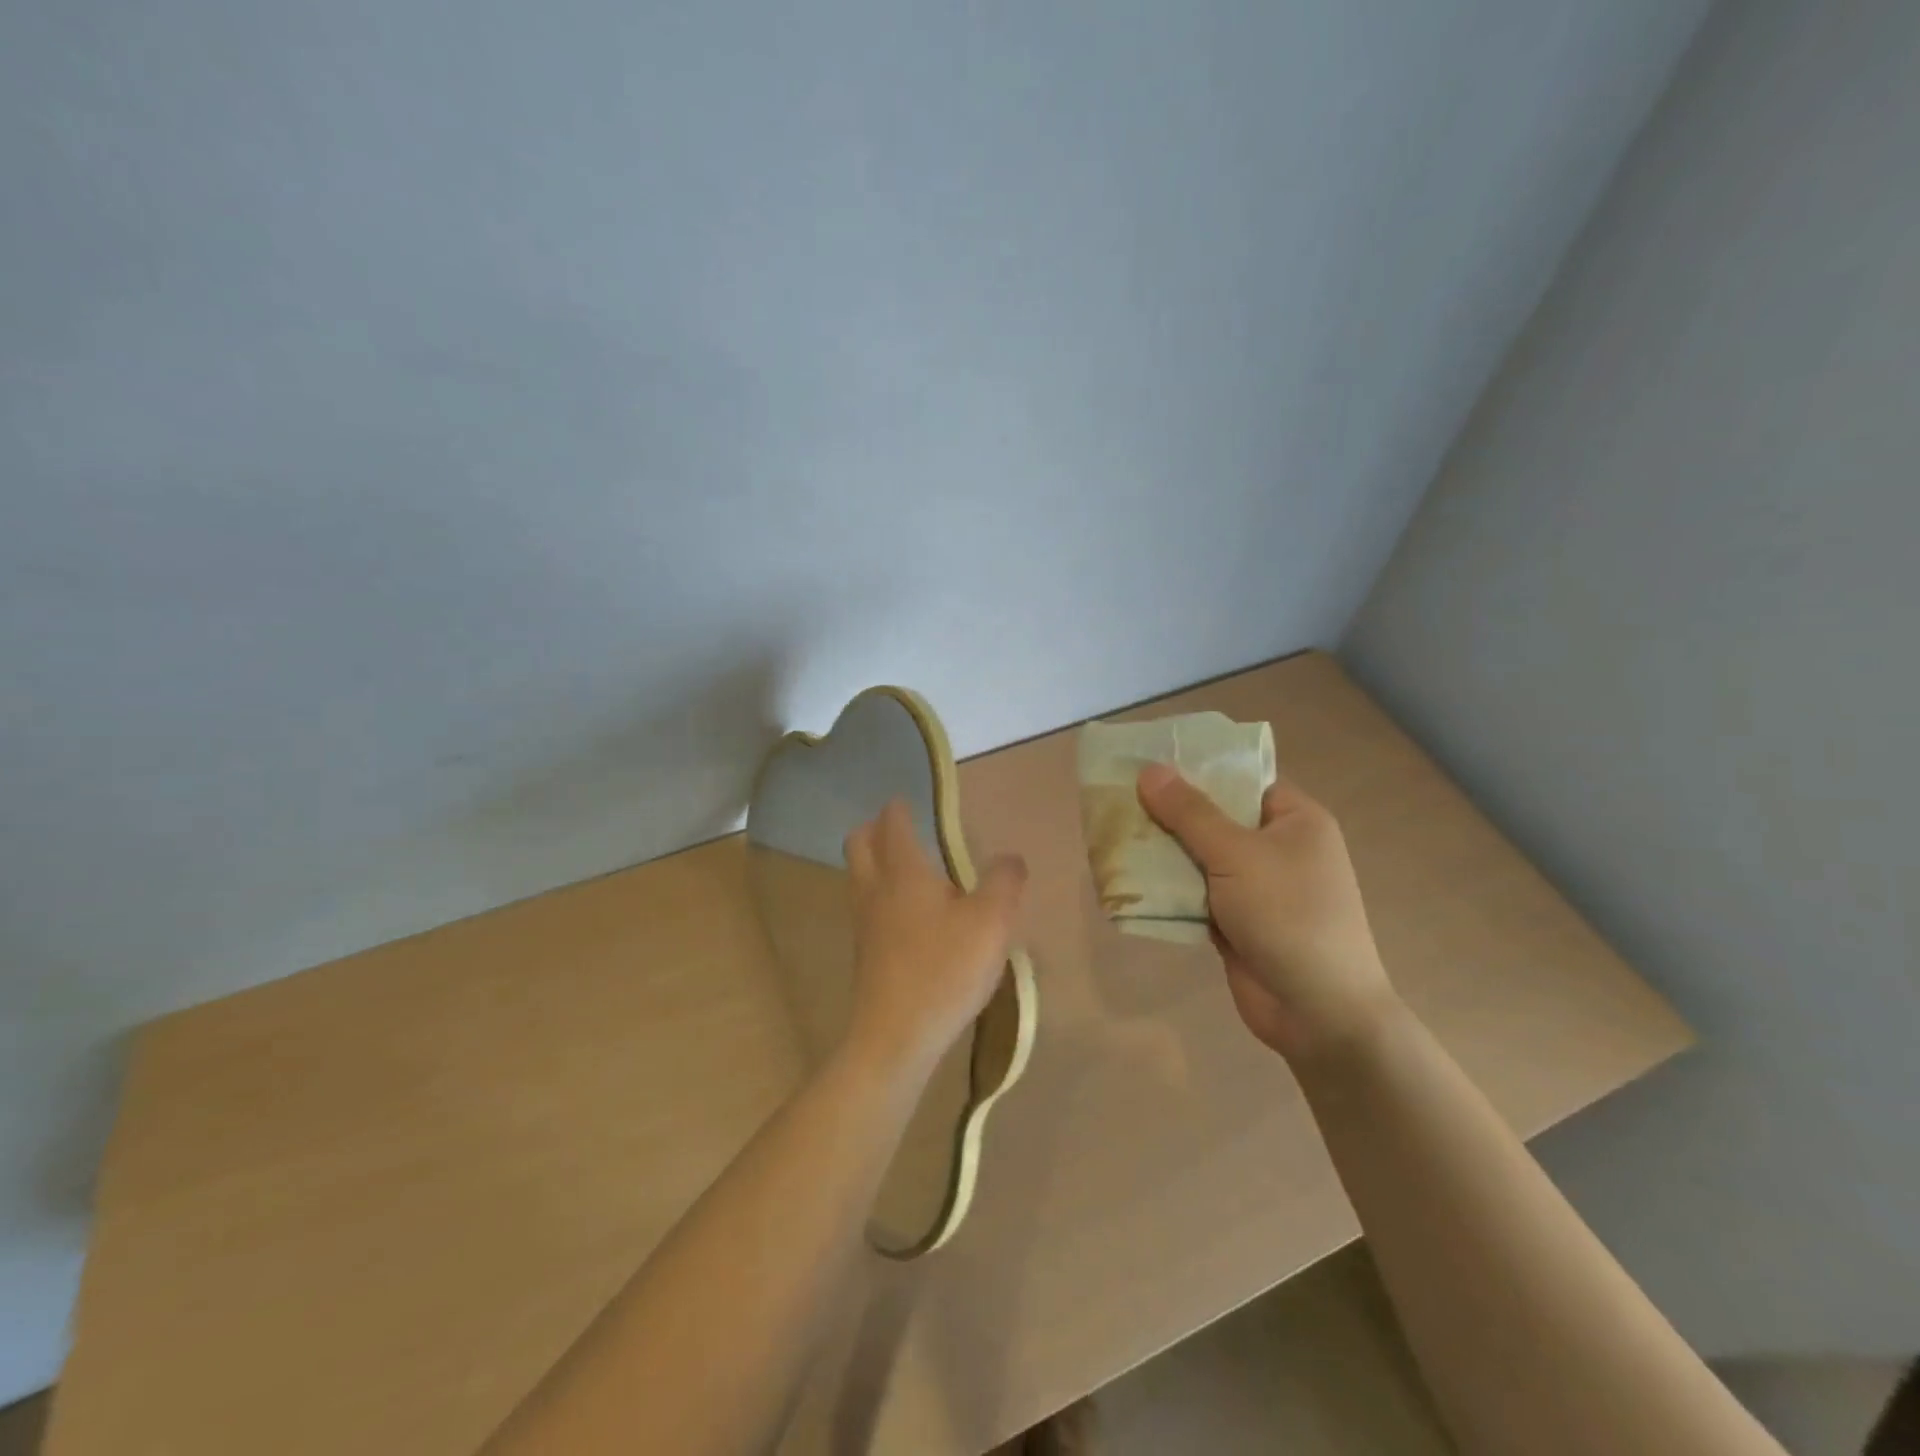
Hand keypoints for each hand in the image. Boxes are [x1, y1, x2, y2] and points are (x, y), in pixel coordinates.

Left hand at [842, 798, 1026, 1076]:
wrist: (896, 1036)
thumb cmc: (945, 969)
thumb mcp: (991, 921)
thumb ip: (1004, 881)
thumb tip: (1010, 858)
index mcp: (903, 871)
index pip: (893, 822)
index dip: (900, 807)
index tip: (911, 801)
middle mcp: (875, 889)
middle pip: (859, 843)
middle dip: (875, 828)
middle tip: (902, 829)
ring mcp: (864, 922)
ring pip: (859, 876)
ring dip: (875, 862)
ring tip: (910, 869)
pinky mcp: (865, 953)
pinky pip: (866, 906)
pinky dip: (880, 895)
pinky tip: (909, 916)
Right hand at [1137, 763, 1396, 1061]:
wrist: (1318, 1013)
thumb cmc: (1288, 916)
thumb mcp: (1237, 855)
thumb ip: (1190, 813)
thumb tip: (1149, 770)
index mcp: (1295, 820)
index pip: (1241, 778)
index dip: (1197, 768)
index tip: (1148, 760)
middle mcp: (1277, 847)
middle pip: (1215, 817)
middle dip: (1168, 812)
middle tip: (1117, 797)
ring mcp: (1256, 887)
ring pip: (1199, 857)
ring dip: (1162, 851)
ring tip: (1111, 833)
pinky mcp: (1236, 921)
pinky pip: (1195, 892)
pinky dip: (1167, 888)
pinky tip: (1127, 876)